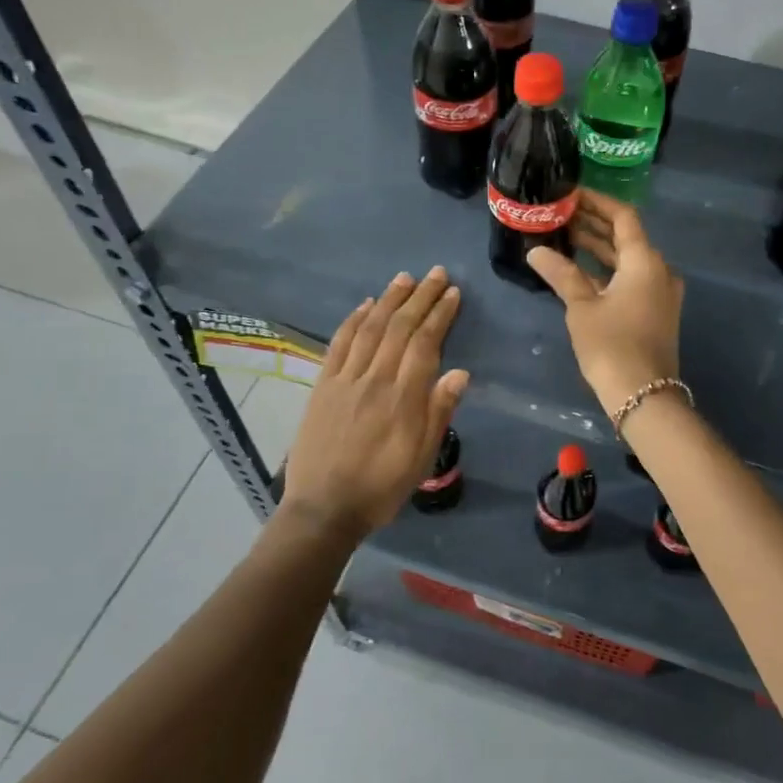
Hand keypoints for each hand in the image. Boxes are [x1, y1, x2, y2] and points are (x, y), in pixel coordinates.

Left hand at [283, 267, 469, 535]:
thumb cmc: (382, 486)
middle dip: (420, 297)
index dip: (440, 315)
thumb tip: (460, 372)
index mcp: (403, 397)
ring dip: (389, 300)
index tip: (453, 294)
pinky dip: (353, 320)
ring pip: (370, 328)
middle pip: (400, 327)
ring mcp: (345, 379)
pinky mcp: (323, 385)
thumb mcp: (422, 457)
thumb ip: (439, 411)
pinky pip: (339, 344)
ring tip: (405, 278)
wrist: (324, 508)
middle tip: (436, 274)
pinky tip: (365, 305)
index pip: (425, 343)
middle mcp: (375, 379)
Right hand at [526, 188, 682, 414]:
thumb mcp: (582, 307)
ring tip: (564, 237)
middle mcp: (659, 270)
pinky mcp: (655, 310)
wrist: (643, 395)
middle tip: (561, 214)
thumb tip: (535, 251)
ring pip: (628, 259)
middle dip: (594, 224)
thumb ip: (561, 274)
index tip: (572, 193)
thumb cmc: (611, 345)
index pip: (623, 216)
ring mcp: (660, 292)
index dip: (597, 202)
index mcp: (645, 261)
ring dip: (599, 248)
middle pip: (626, 236)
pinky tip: (580, 270)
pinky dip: (608, 270)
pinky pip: (631, 278)